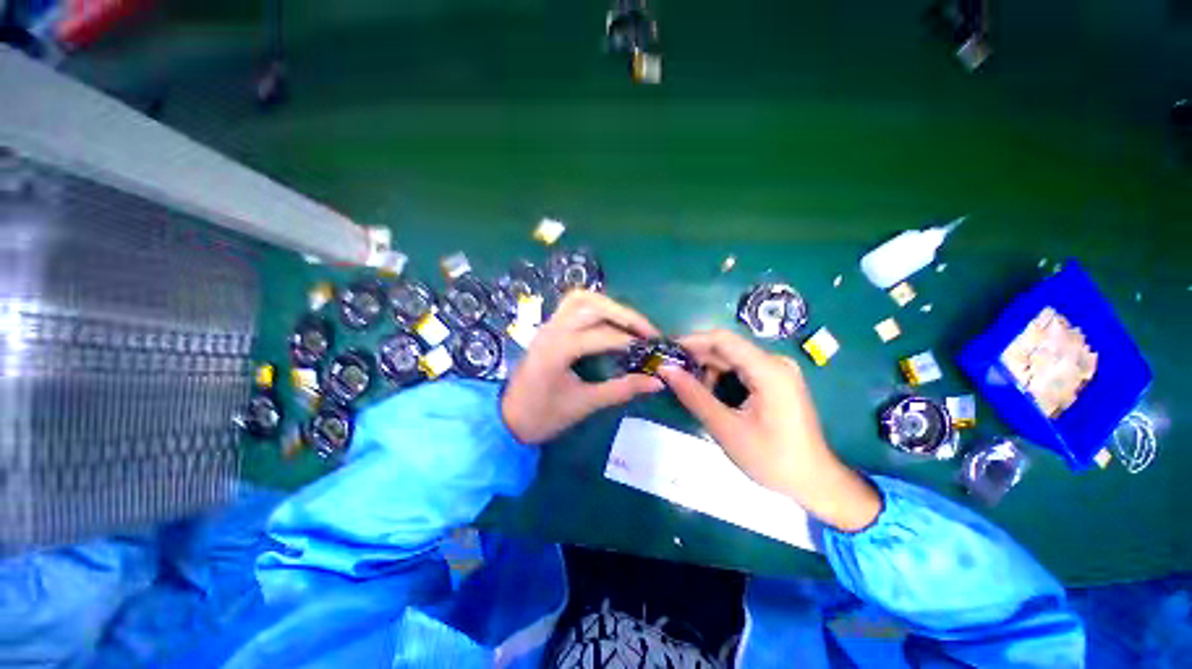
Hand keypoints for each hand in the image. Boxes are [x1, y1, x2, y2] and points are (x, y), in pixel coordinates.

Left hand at [502, 291, 664, 443]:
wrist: (507, 417)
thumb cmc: (543, 415)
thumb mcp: (585, 404)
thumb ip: (622, 389)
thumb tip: (657, 382)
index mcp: (559, 350)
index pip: (603, 336)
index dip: (631, 340)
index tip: (654, 349)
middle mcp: (553, 329)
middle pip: (593, 306)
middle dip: (625, 315)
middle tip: (647, 331)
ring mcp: (548, 324)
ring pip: (582, 299)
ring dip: (609, 305)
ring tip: (630, 323)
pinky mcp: (549, 326)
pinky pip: (573, 304)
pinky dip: (594, 306)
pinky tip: (608, 320)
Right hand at [657, 330, 880, 531]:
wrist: (814, 481)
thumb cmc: (772, 459)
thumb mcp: (726, 429)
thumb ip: (694, 396)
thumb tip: (665, 369)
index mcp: (768, 370)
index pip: (722, 339)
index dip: (691, 341)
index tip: (665, 351)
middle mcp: (774, 362)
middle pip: (726, 347)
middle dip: (695, 357)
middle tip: (668, 370)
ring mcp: (777, 370)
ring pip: (731, 358)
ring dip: (707, 369)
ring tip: (685, 386)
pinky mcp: (775, 380)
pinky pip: (741, 369)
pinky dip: (720, 377)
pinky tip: (708, 393)